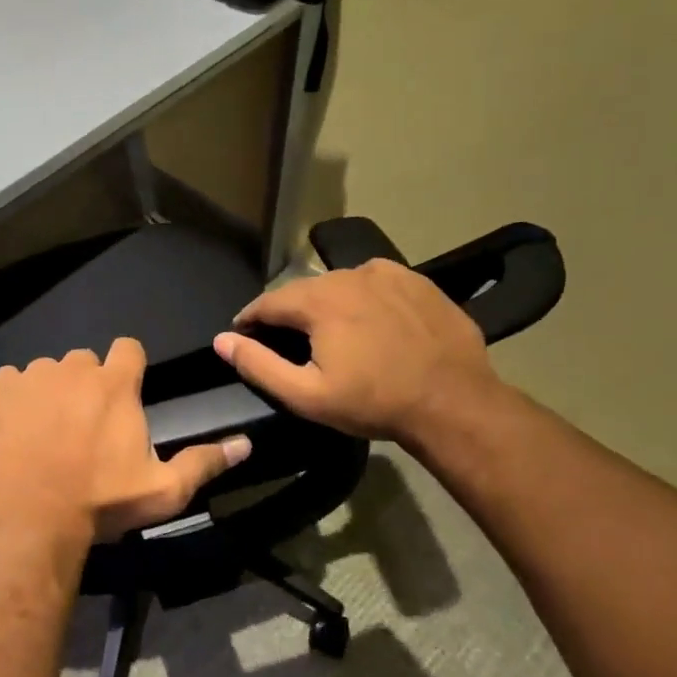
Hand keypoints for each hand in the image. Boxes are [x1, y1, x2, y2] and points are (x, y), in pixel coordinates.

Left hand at [0, 338, 251, 551]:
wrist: (35, 518)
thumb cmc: (103, 502)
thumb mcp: (164, 490)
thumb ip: (204, 462)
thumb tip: (246, 444)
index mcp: (116, 384)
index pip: (128, 348)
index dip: (128, 367)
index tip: (124, 394)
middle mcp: (76, 368)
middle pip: (86, 361)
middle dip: (88, 384)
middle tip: (85, 424)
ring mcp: (36, 376)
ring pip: (48, 370)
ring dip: (52, 390)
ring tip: (49, 429)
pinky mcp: (2, 391)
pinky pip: (12, 379)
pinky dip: (16, 395)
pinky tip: (19, 425)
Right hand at [211, 259, 499, 442]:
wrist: (454, 402)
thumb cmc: (374, 402)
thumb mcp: (307, 395)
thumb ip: (258, 365)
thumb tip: (222, 339)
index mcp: (318, 300)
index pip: (267, 302)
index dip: (249, 319)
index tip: (243, 335)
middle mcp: (348, 275)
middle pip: (303, 290)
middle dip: (289, 313)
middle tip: (288, 341)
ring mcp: (387, 273)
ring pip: (339, 284)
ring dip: (326, 304)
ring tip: (330, 332)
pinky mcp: (416, 280)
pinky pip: (374, 283)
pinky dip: (362, 298)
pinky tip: (370, 322)